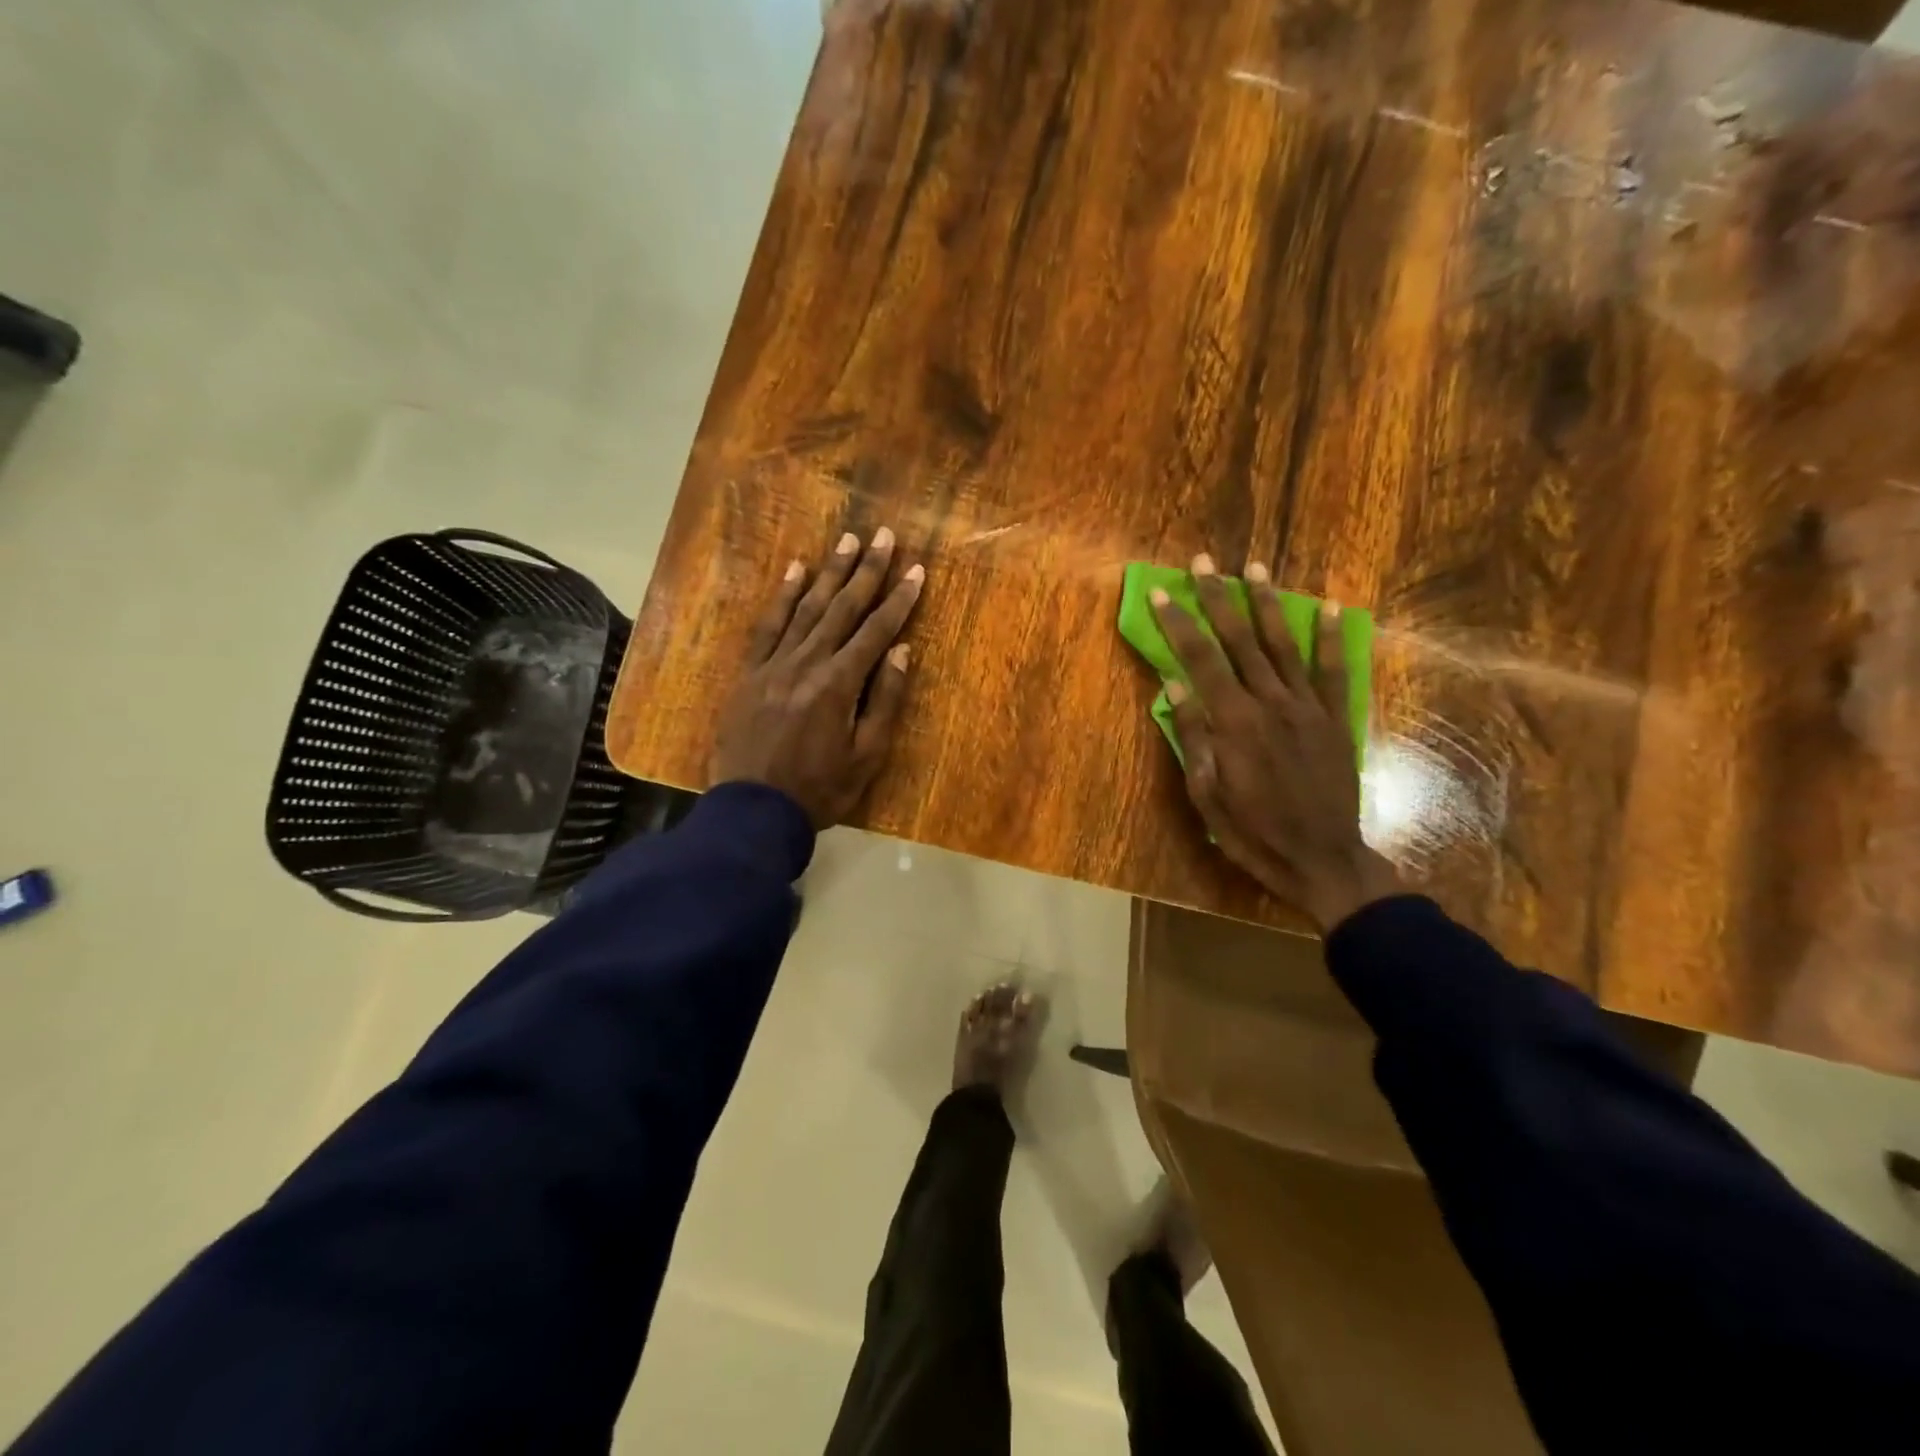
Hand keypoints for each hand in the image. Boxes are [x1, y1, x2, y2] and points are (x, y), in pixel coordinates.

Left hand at [710, 529, 923, 827]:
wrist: (753, 811)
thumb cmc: (819, 790)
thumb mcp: (866, 756)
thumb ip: (885, 701)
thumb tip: (901, 651)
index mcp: (839, 684)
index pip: (877, 631)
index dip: (899, 600)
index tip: (916, 570)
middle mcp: (807, 663)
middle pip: (842, 608)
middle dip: (867, 571)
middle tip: (884, 536)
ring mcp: (774, 664)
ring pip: (806, 609)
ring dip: (829, 573)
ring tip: (847, 541)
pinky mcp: (749, 673)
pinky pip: (767, 626)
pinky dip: (783, 597)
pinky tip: (795, 571)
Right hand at [1152, 555, 1399, 931]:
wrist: (1323, 860)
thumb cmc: (1253, 833)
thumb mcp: (1207, 796)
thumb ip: (1194, 738)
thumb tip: (1174, 687)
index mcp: (1234, 723)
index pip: (1200, 661)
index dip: (1180, 625)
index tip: (1164, 593)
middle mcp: (1270, 703)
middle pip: (1239, 641)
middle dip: (1219, 599)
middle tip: (1205, 562)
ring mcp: (1307, 707)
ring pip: (1284, 644)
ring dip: (1268, 604)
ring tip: (1256, 567)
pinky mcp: (1335, 719)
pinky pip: (1333, 670)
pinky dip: (1332, 637)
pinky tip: (1330, 607)